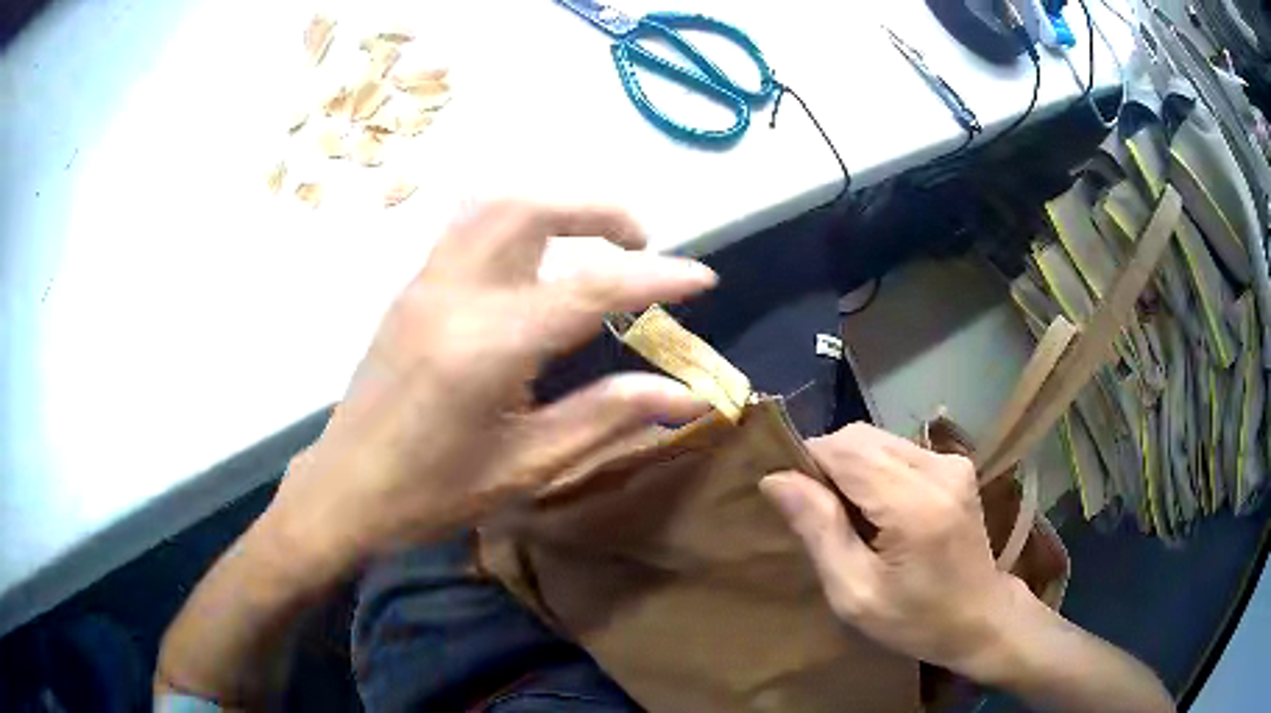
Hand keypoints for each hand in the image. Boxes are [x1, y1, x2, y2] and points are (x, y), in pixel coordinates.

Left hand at [263, 201, 716, 580]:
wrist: (342, 489)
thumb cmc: (430, 494)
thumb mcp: (526, 468)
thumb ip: (609, 418)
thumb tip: (688, 395)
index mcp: (485, 349)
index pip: (589, 288)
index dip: (655, 278)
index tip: (703, 279)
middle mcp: (453, 295)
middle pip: (533, 208)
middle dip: (600, 210)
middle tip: (642, 243)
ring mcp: (425, 282)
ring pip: (497, 203)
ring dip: (557, 205)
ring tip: (597, 239)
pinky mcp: (412, 287)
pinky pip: (471, 224)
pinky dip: (520, 219)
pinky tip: (540, 257)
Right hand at [760, 422, 1029, 677]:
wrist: (980, 617)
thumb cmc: (915, 619)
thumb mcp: (855, 593)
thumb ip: (819, 531)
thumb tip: (775, 479)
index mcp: (914, 504)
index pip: (844, 450)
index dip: (808, 464)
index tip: (793, 501)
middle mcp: (938, 468)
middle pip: (859, 437)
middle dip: (827, 464)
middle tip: (818, 514)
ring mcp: (952, 461)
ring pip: (876, 439)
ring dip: (850, 467)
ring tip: (848, 515)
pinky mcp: (956, 463)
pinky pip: (897, 449)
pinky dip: (874, 469)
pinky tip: (877, 508)